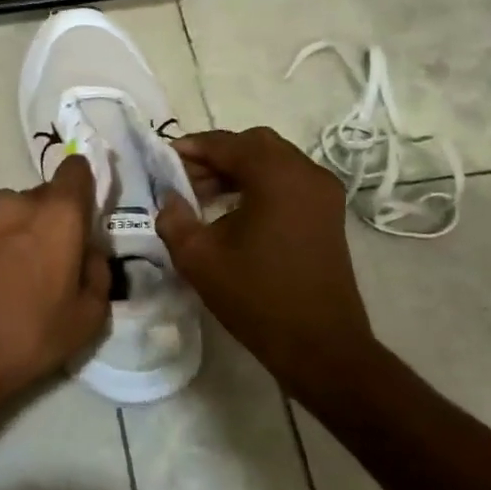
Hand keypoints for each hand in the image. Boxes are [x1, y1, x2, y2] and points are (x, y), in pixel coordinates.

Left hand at [0, 154, 109, 404]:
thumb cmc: (31, 332)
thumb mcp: (88, 316)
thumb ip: (98, 273)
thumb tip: (90, 253)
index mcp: (57, 212)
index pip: (76, 169)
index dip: (86, 185)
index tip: (90, 214)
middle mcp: (18, 203)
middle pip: (46, 196)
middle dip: (57, 218)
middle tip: (64, 258)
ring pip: (18, 216)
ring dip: (27, 235)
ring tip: (32, 278)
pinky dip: (3, 250)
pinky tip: (4, 287)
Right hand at [154, 127, 377, 397]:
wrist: (320, 346)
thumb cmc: (256, 298)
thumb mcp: (198, 258)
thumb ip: (173, 218)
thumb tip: (168, 197)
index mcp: (276, 176)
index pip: (225, 144)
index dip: (190, 148)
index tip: (162, 161)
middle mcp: (305, 173)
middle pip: (253, 144)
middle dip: (215, 156)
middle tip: (184, 180)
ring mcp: (323, 192)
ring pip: (272, 160)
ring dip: (237, 169)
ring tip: (204, 197)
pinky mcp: (328, 212)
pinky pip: (288, 179)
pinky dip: (258, 183)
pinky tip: (234, 211)